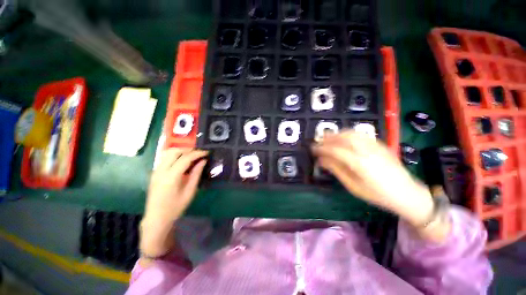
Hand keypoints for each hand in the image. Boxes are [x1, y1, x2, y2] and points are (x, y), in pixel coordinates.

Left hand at [140, 148, 207, 256]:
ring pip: (168, 153)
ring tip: (192, 156)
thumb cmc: (175, 207)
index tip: (207, 152)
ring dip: (181, 151)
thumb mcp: (190, 191)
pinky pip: (165, 158)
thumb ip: (196, 174)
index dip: (197, 153)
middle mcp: (161, 171)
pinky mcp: (154, 173)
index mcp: (171, 177)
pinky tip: (183, 162)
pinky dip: (175, 156)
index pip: (185, 158)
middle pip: (174, 152)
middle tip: (199, 153)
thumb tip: (203, 161)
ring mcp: (155, 171)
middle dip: (188, 150)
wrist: (156, 218)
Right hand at [311, 130, 434, 227]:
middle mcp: (367, 151)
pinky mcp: (381, 145)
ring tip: (329, 137)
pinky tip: (345, 138)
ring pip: (353, 133)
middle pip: (344, 138)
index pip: (335, 150)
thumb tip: (321, 160)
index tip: (313, 149)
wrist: (407, 194)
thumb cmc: (377, 195)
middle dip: (329, 137)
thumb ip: (336, 170)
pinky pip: (362, 135)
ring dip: (338, 133)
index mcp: (360, 164)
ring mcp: (376, 146)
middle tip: (319, 140)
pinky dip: (350, 133)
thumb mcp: (353, 186)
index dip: (322, 148)